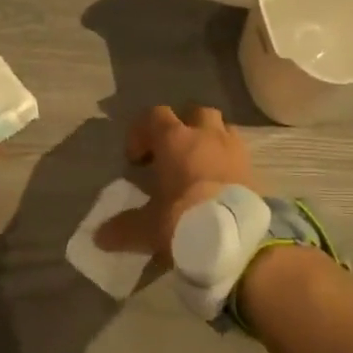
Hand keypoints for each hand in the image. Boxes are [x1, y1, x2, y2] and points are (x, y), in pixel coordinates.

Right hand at [94, 105, 258, 262]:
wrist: (238, 239)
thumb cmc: (184, 219)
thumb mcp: (148, 227)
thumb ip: (123, 228)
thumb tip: (99, 237)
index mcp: (174, 139)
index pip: (155, 115)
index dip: (142, 131)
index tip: (136, 158)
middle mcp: (205, 135)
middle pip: (194, 112)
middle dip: (183, 127)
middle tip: (172, 153)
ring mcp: (233, 149)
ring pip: (222, 127)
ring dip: (210, 139)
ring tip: (200, 163)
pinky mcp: (253, 169)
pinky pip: (239, 152)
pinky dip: (228, 160)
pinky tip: (220, 182)